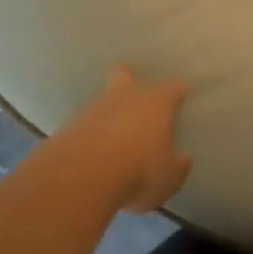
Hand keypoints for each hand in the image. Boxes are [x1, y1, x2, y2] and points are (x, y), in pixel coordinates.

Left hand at [59, 66, 192, 212]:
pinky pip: (84, 124)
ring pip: (103, 99)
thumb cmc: (138, 171)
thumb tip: (182, 159)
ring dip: (108, 112)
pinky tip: (92, 151)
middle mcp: (126, 97)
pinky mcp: (69, 126)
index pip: (173, 87)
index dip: (178, 92)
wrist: (81, 176)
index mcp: (157, 103)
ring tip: (112, 134)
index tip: (181, 98)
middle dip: (130, 80)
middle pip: (126, 75)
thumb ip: (178, 166)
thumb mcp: (169, 178)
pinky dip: (89, 133)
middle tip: (134, 97)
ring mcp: (94, 109)